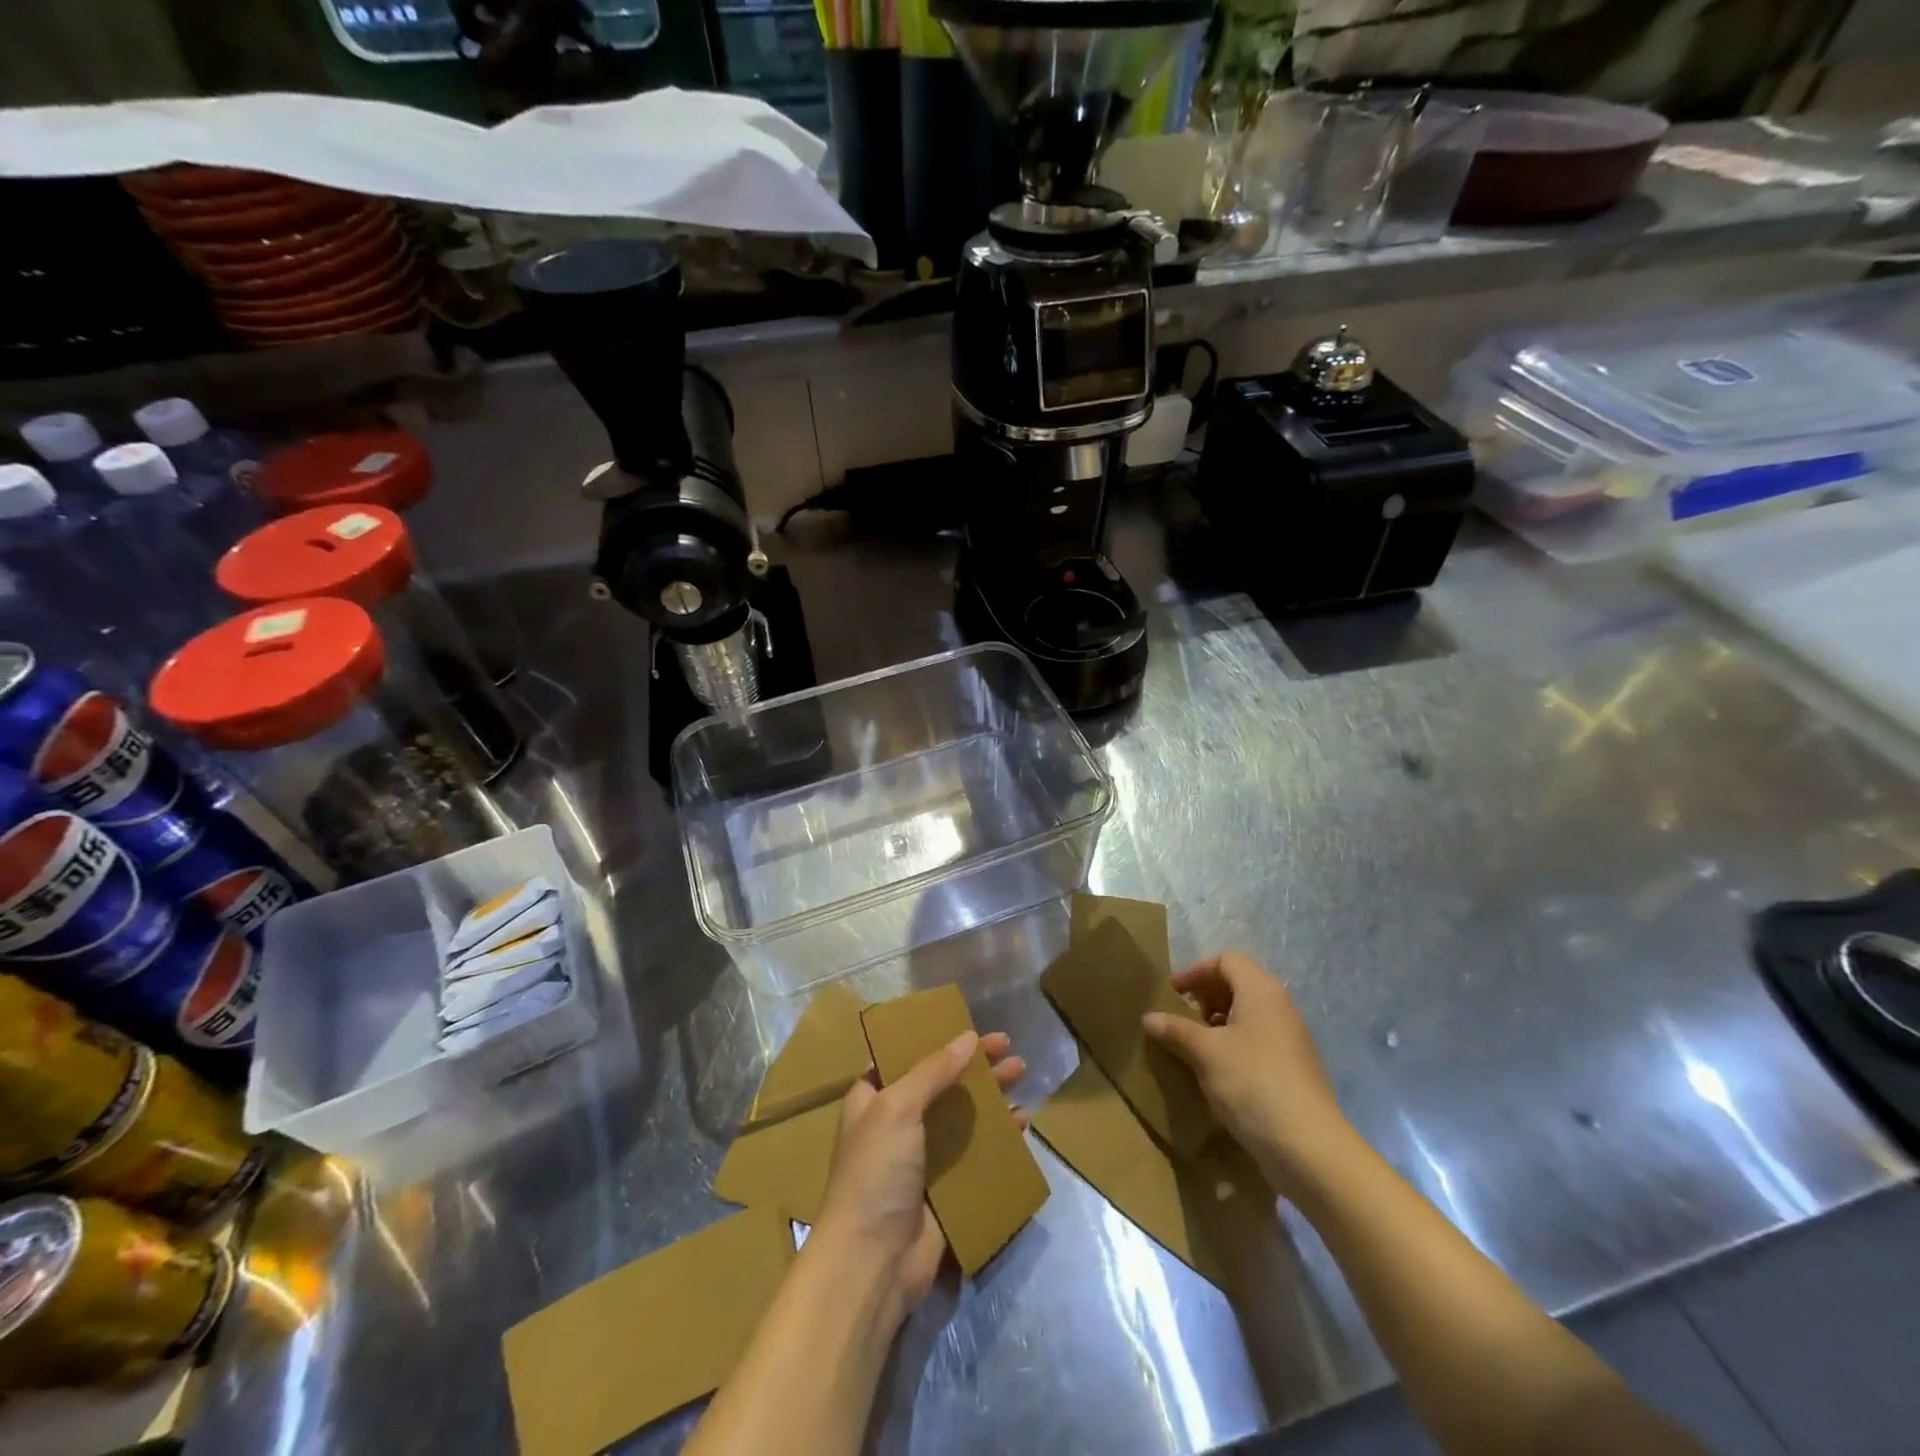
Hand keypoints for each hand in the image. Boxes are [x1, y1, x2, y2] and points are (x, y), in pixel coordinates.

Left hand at [809, 1030, 1026, 1331]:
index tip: (970, 1027)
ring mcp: (922, 1158)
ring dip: (990, 1095)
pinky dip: (998, 1136)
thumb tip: (968, 1037)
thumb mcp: (897, 1108)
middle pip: (942, 1083)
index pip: (906, 1057)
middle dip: (974, 1065)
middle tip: (1009, 1048)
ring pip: (963, 1115)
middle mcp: (896, 1124)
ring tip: (1022, 1074)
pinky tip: (1022, 1122)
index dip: (937, 1040)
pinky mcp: (945, 1189)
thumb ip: (933, 1071)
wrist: (872, 1263)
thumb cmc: (875, 1173)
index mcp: (873, 1099)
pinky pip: (976, 1153)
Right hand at [1143, 953, 1352, 1199]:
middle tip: (1181, 1016)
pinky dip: (1233, 1043)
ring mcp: (1290, 1038)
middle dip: (1205, 995)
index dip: (1195, 971)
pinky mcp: (1293, 1068)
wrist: (1308, 1147)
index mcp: (1261, 991)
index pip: (1225, 961)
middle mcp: (1280, 1006)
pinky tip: (1216, 1070)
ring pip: (1248, 1014)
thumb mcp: (1205, 1053)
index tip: (1172, 993)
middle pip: (1238, 984)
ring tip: (1194, 1044)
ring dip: (1217, 1021)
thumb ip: (1175, 1030)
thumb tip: (1149, 1017)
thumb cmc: (1252, 1083)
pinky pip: (1257, 1040)